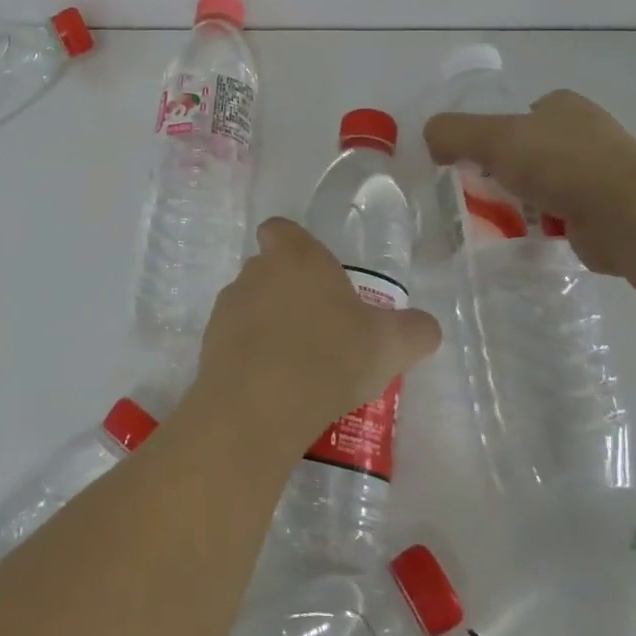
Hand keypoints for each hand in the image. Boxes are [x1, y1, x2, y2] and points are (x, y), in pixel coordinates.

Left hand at [197, 218, 441, 452]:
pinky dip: (250, 354)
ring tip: (298, 364)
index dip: (294, 245)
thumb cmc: (329, 357)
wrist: (258, 406)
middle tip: (320, 328)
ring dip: (268, 324)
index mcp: (296, 256)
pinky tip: (274, 386)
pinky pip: (235, 339)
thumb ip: (414, 330)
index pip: (280, 229)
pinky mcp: (209, 343)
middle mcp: (256, 270)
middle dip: (289, 291)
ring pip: (250, 304)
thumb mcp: (390, 345)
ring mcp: (228, 306)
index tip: (316, 275)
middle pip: (268, 268)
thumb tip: (426, 327)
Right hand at [424, 89, 635, 275]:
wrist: (630, 215)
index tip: (470, 159)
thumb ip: (453, 133)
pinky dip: (539, 228)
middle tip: (473, 192)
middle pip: (527, 152)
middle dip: (501, 172)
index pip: (518, 114)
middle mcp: (584, 135)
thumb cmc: (561, 163)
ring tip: (490, 221)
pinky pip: (558, 218)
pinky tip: (519, 240)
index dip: (491, 133)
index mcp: (563, 106)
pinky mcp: (605, 213)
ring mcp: (600, 175)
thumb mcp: (493, 138)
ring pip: (542, 186)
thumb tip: (430, 139)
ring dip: (519, 203)